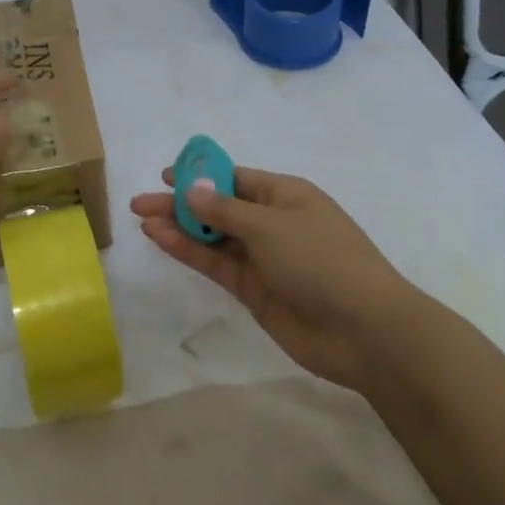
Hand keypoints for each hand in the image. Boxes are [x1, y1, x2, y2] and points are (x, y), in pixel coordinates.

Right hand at [131, 166, 426, 391]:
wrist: (363, 329)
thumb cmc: (321, 260)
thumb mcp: (269, 225)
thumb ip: (224, 209)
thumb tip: (192, 189)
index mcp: (285, 195)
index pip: (235, 178)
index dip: (200, 175)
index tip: (165, 176)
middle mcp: (272, 222)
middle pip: (219, 207)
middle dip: (182, 204)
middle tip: (140, 203)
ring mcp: (264, 258)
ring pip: (214, 237)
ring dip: (181, 229)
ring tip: (143, 220)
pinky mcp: (255, 290)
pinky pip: (217, 264)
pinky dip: (191, 252)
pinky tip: (163, 241)